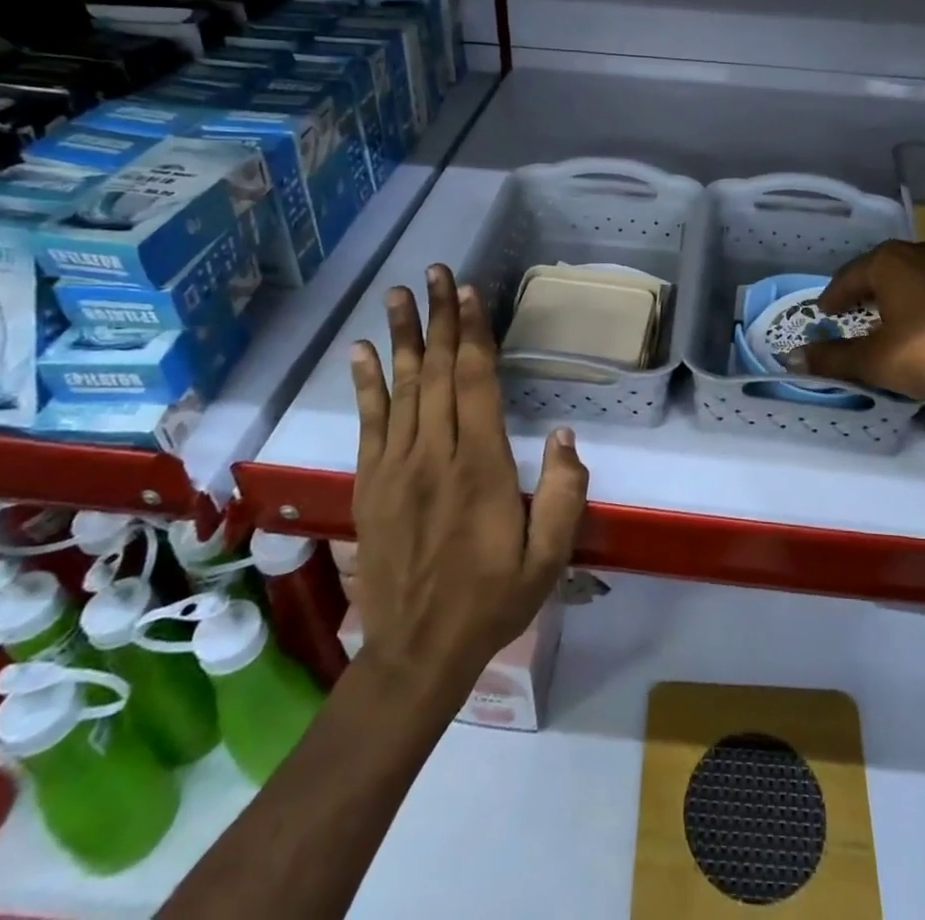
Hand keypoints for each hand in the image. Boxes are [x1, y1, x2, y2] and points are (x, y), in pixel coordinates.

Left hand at [348, 265, 587, 695]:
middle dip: (440, 318)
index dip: (474, 334)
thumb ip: (563, 493)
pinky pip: (369, 423)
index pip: (476, 384)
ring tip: (398, 294)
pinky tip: (361, 351)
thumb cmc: (493, 600)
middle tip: (436, 272)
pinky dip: (366, 384)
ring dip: (402, 337)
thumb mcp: (549, 557)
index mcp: (480, 469)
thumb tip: (562, 433)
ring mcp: (396, 468)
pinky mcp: (371, 484)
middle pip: (439, 373)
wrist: (417, 652)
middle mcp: (434, 456)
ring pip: (402, 388)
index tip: (469, 293)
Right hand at [802, 237, 924, 409]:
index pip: (850, 275)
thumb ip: (834, 358)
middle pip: (886, 268)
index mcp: (891, 262)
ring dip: (907, 292)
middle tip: (859, 312)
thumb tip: (793, 358)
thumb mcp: (877, 361)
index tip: (826, 312)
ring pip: (923, 273)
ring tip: (902, 317)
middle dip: (870, 290)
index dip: (834, 296)